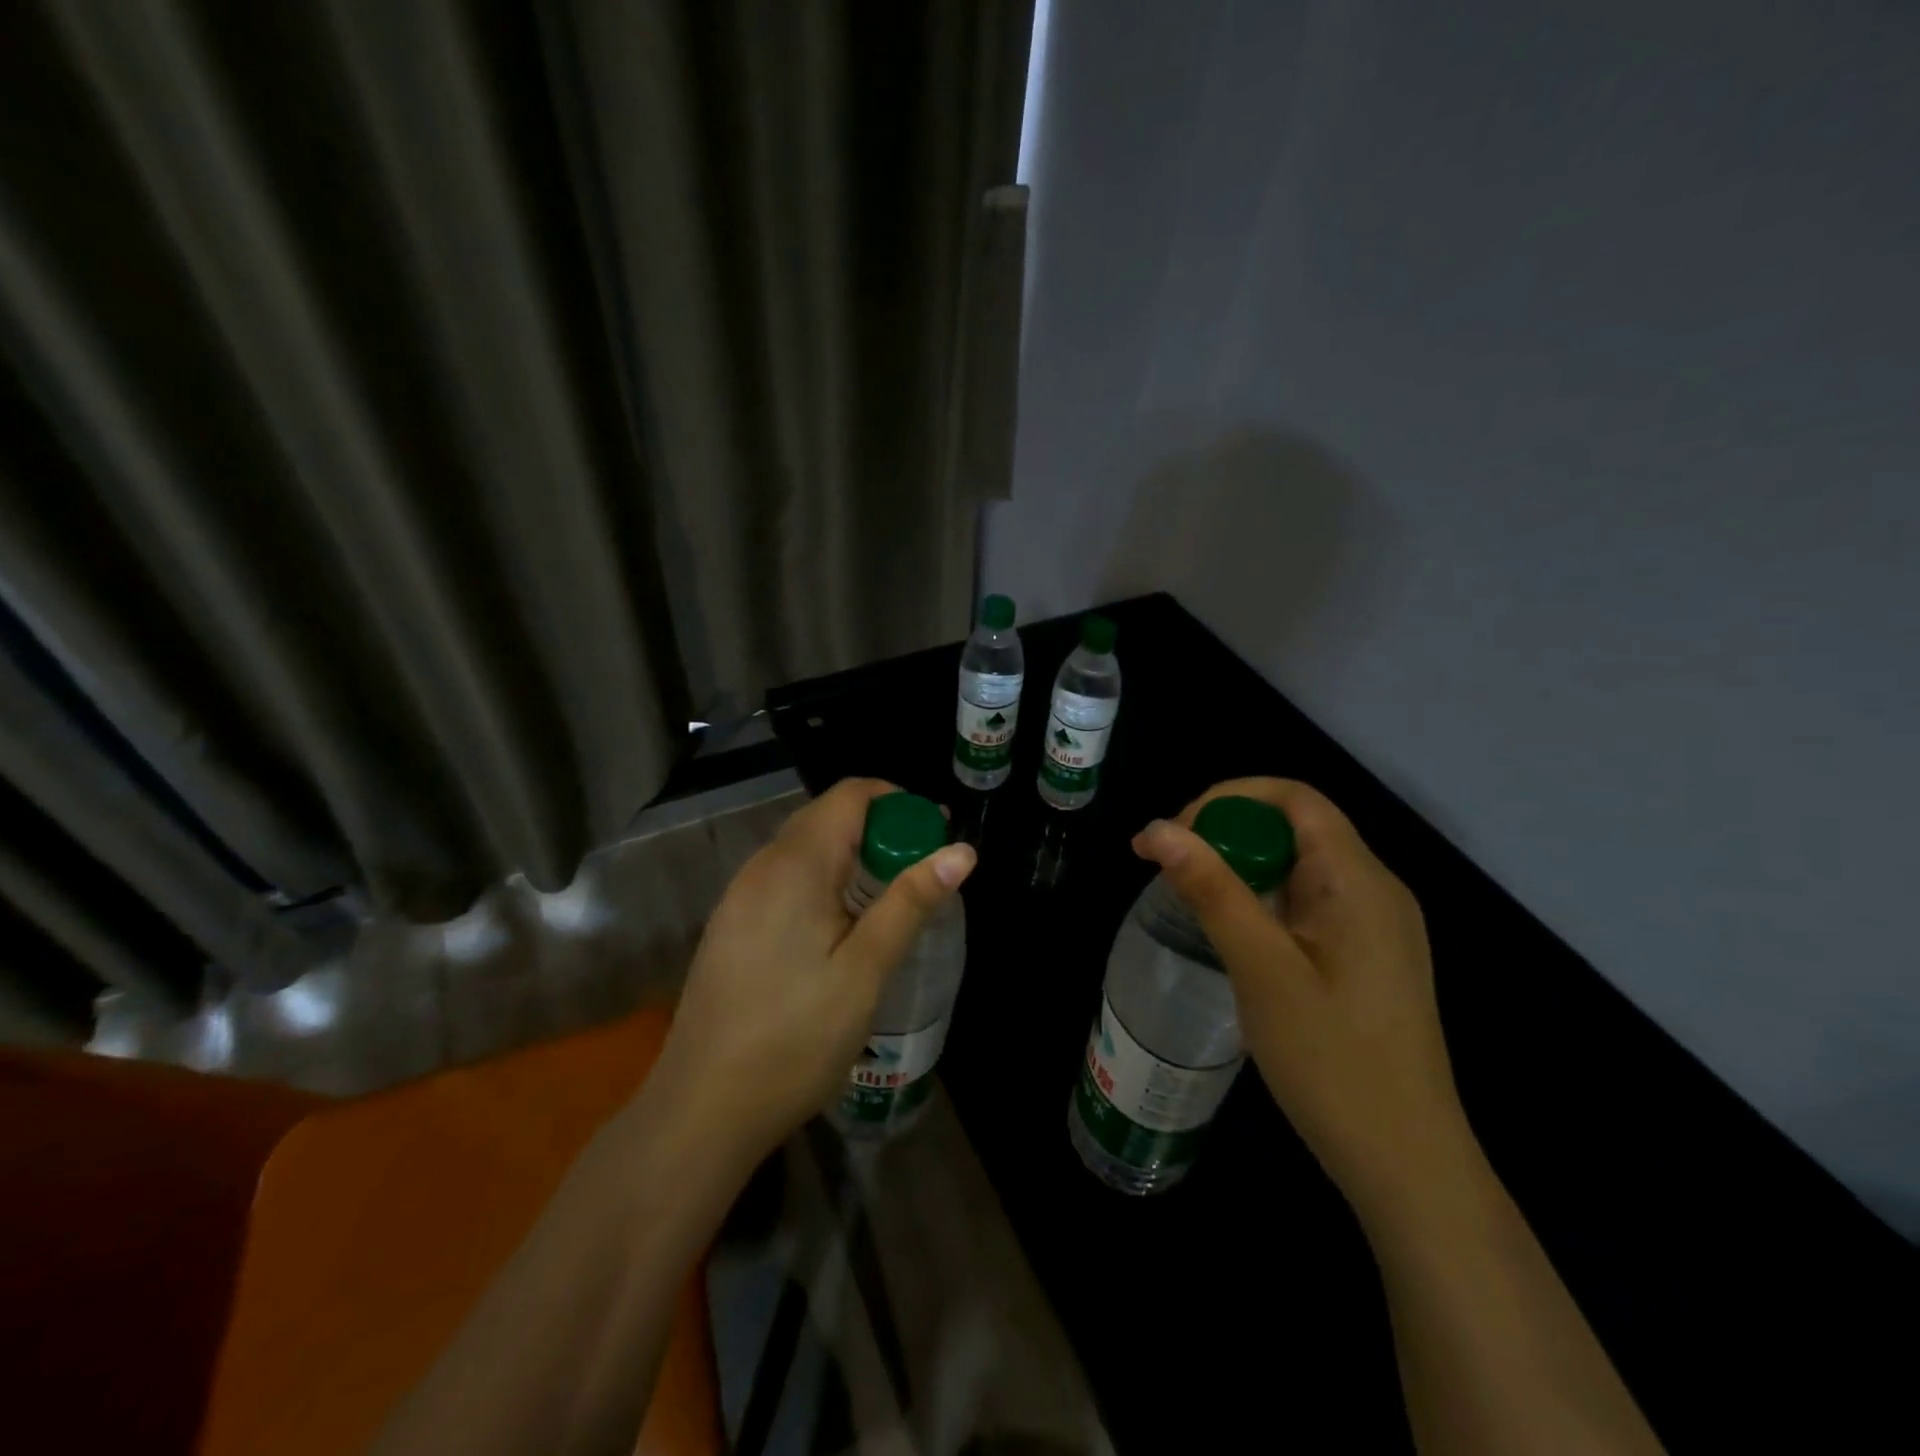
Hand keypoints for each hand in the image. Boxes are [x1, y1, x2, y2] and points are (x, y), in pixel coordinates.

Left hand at [650, 777, 976, 1165]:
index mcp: (794, 865)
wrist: (702, 1110)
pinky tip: (840, 927)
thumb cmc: (795, 1038)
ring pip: (805, 848)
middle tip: (922, 869)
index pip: (850, 795)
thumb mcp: (866, 970)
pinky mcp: (731, 925)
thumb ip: (911, 902)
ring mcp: (739, 897)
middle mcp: (761, 867)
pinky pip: (786, 878)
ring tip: (889, 899)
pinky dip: (824, 880)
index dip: (898, 802)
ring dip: (853, 856)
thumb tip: (963, 851)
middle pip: (827, 817)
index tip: (935, 834)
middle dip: (880, 829)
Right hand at [1133, 779, 1469, 1220]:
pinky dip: (1264, 899)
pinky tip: (1236, 935)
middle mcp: (1375, 889)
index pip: (1294, 798)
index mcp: (1359, 881)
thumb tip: (1155, 829)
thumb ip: (1211, 890)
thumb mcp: (1261, 969)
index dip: (1228, 798)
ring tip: (1192, 900)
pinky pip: (1309, 902)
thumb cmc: (1333, 1062)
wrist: (1408, 1165)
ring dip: (1242, 867)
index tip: (1175, 835)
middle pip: (1296, 826)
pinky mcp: (1368, 955)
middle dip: (1227, 832)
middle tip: (1171, 869)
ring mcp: (1376, 925)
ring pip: (1299, 865)